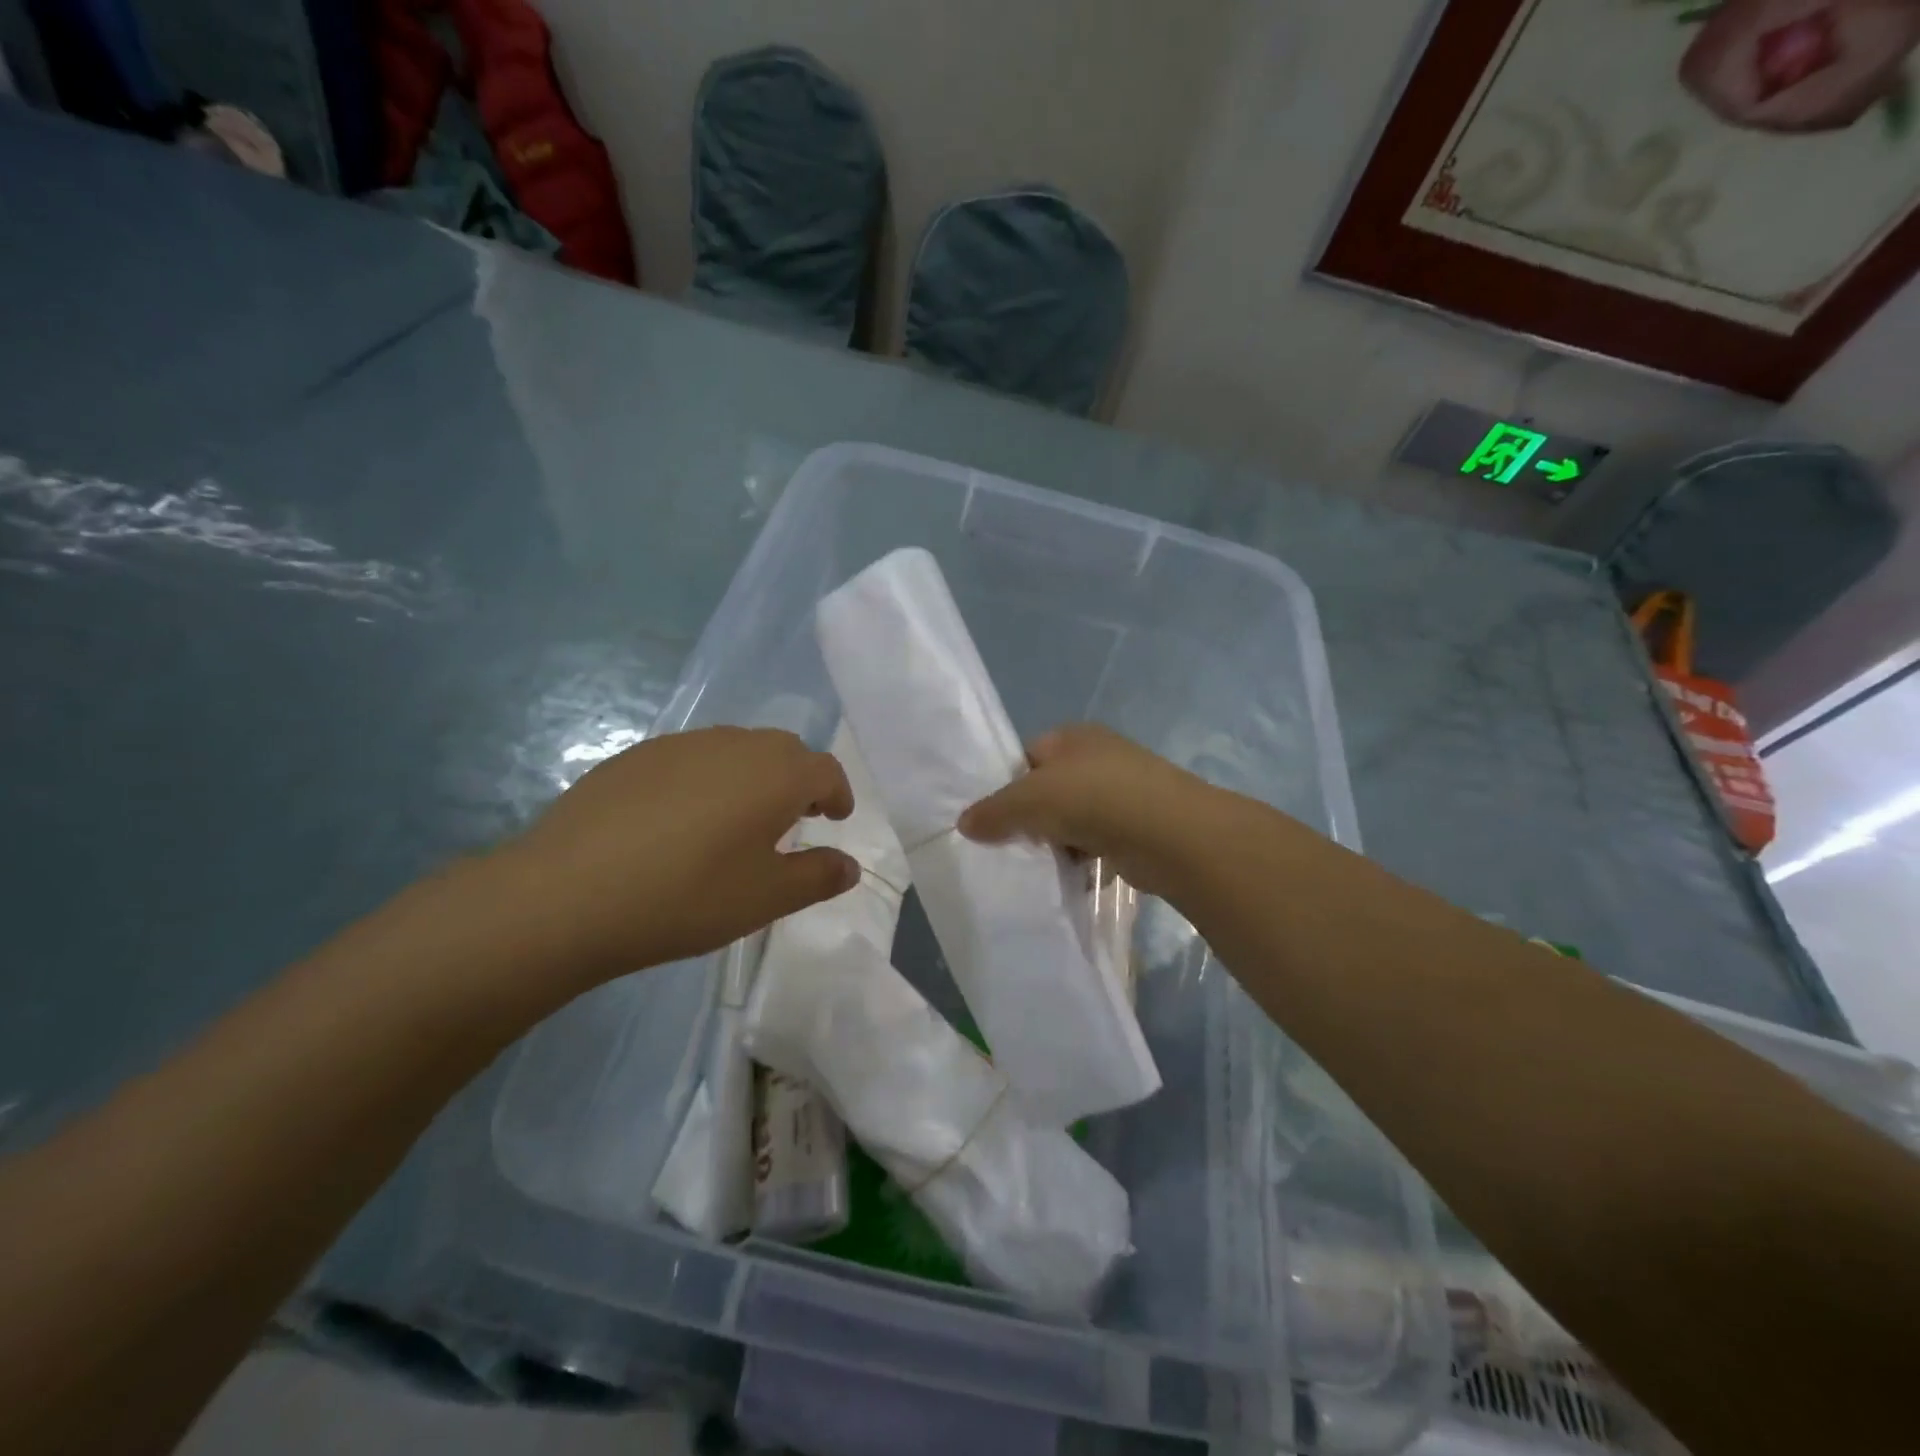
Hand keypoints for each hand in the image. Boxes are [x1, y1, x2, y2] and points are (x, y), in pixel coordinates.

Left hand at [487, 727, 859, 985]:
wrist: (567, 894)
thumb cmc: (687, 897)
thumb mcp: (766, 899)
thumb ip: (817, 876)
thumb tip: (849, 865)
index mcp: (776, 774)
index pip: (825, 769)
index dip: (837, 793)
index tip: (835, 819)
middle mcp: (734, 744)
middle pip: (783, 750)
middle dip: (798, 780)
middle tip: (792, 819)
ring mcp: (680, 745)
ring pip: (736, 749)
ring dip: (752, 776)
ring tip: (738, 820)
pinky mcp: (635, 756)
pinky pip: (691, 758)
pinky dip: (707, 778)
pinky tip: (681, 820)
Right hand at [958, 724, 1225, 898]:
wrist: (1171, 834)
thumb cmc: (1094, 799)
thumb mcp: (1030, 800)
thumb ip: (994, 811)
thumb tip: (963, 823)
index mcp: (1073, 736)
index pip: (1028, 756)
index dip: (1007, 785)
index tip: (993, 818)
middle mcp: (1100, 757)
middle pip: (1050, 789)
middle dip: (1032, 818)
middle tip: (1011, 845)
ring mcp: (1124, 791)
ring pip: (1074, 818)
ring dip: (1058, 842)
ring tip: (1040, 865)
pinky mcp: (1139, 826)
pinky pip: (1098, 842)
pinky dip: (1085, 859)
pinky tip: (1073, 877)